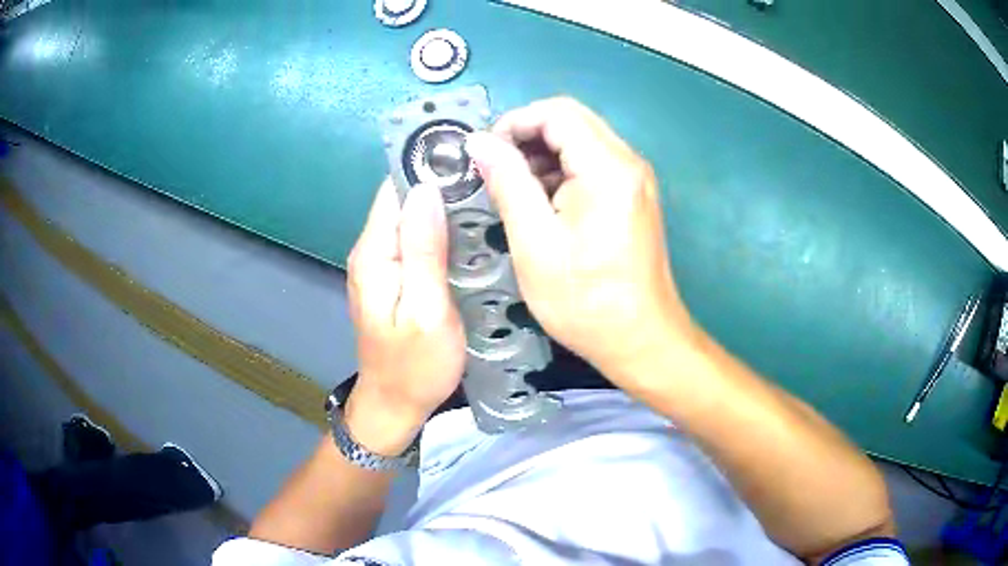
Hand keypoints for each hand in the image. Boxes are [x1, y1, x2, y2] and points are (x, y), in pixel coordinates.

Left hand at [344, 179, 465, 455]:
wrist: (395, 404)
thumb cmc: (415, 366)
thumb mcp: (426, 310)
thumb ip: (423, 250)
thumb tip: (425, 190)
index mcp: (375, 253)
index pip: (395, 189)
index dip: (428, 167)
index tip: (471, 156)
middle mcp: (372, 250)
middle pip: (404, 199)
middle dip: (443, 184)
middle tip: (491, 179)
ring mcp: (382, 263)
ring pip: (413, 217)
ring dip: (446, 206)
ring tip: (489, 197)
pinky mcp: (394, 276)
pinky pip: (417, 238)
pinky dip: (442, 229)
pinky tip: (471, 231)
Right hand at [465, 98, 694, 391]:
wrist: (642, 340)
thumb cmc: (587, 301)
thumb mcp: (535, 242)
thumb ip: (507, 182)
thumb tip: (479, 142)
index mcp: (607, 168)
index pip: (556, 112)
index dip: (514, 123)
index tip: (485, 155)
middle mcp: (628, 163)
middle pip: (570, 122)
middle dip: (526, 139)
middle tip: (496, 175)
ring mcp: (635, 179)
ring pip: (580, 142)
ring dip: (542, 157)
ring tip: (515, 195)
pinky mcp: (634, 196)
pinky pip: (592, 165)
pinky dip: (561, 173)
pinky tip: (543, 206)